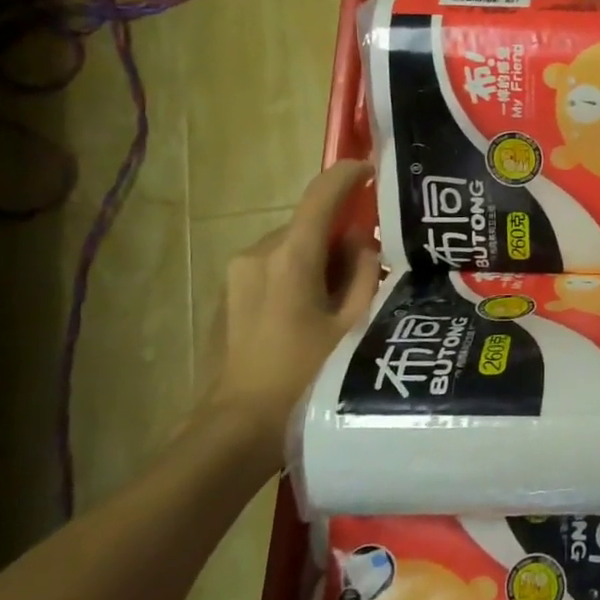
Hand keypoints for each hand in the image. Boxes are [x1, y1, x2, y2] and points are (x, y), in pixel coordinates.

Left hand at [202, 160, 381, 461]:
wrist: (236, 431)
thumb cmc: (305, 378)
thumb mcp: (354, 326)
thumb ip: (365, 275)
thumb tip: (364, 245)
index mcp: (290, 257)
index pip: (321, 197)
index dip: (348, 176)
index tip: (372, 169)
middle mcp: (257, 255)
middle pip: (308, 227)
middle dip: (340, 237)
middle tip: (372, 269)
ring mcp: (235, 277)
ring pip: (290, 249)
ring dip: (319, 261)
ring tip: (343, 302)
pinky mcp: (227, 297)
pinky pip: (272, 270)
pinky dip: (298, 278)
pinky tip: (311, 318)